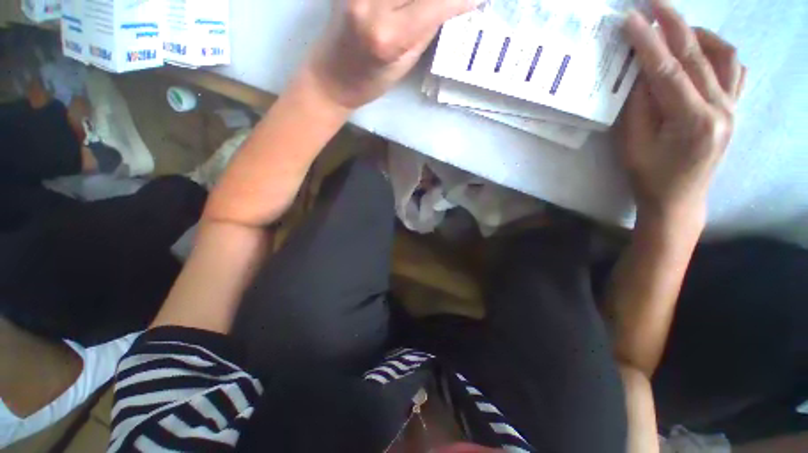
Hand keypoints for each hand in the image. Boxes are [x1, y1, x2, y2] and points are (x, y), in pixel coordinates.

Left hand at [304, 0, 479, 108]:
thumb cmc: (370, 81)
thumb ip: (428, 24)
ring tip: (429, 7)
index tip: (477, 0)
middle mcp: (370, 2)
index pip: (436, 3)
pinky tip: (410, 6)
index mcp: (388, 35)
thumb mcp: (405, 61)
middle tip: (457, 2)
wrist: (332, 76)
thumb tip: (455, 1)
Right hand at [619, 0, 745, 223]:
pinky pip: (734, 71)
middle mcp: (721, 108)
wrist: (678, 200)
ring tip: (676, 28)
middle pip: (697, 55)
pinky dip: (717, 52)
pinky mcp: (734, 110)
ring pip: (723, 56)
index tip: (631, 18)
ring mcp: (733, 108)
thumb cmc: (649, 176)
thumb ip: (638, 106)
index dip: (647, 42)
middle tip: (653, 3)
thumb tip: (639, 72)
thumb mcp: (632, 144)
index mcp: (692, 121)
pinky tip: (701, 51)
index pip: (667, 70)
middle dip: (673, 24)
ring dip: (698, 34)